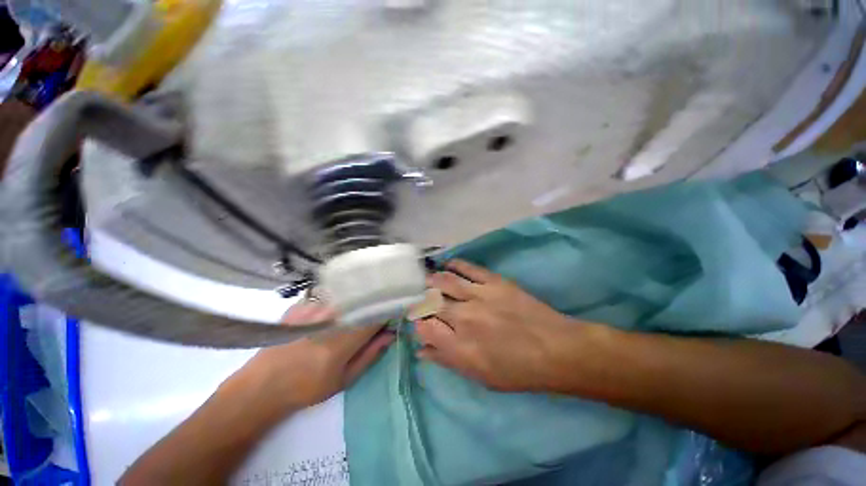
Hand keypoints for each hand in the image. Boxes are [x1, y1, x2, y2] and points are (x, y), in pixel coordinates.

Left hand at [232, 303, 394, 411]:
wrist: (261, 386)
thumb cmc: (307, 387)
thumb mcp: (344, 379)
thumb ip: (371, 354)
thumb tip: (391, 334)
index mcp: (345, 337)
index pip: (377, 314)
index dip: (389, 311)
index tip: (396, 312)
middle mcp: (332, 315)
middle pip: (364, 299)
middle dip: (375, 303)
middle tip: (378, 313)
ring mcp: (314, 306)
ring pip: (348, 294)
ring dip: (358, 300)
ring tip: (357, 310)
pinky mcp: (302, 303)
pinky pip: (330, 294)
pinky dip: (339, 299)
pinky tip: (335, 309)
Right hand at [416, 260, 575, 391]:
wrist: (555, 349)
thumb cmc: (518, 370)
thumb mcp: (479, 376)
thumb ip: (447, 361)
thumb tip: (422, 350)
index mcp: (460, 347)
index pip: (424, 328)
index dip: (419, 324)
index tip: (422, 322)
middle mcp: (464, 318)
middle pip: (431, 302)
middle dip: (423, 300)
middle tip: (423, 300)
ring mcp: (479, 296)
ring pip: (444, 281)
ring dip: (432, 280)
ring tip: (429, 280)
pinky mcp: (493, 282)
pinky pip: (467, 267)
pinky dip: (454, 264)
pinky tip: (448, 265)